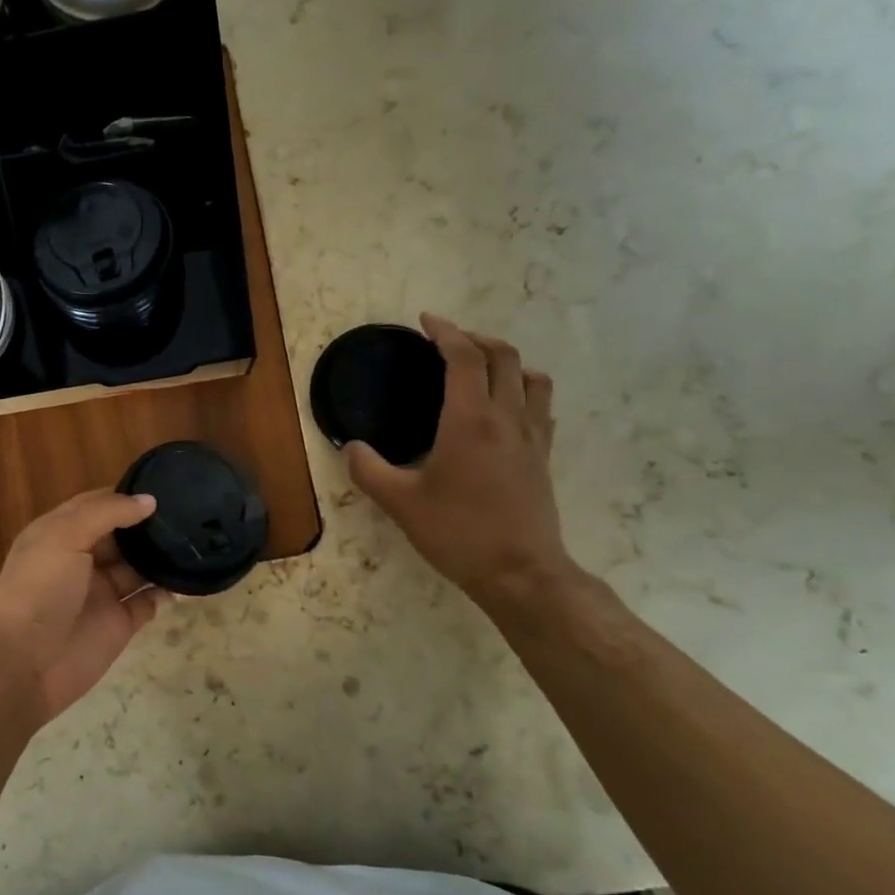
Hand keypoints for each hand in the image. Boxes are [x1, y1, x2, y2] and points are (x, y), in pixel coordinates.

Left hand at [0, 490, 168, 724]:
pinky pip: (149, 601)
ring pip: (139, 566)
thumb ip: (107, 513)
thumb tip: (149, 501)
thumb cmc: (39, 590)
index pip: (97, 504)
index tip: (164, 486)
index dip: (126, 495)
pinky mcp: (120, 623)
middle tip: (191, 512)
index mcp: (60, 533)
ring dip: (162, 556)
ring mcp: (102, 592)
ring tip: (196, 540)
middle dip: (150, 525)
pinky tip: (188, 579)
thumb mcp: (64, 536)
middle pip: (123, 535)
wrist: (22, 664)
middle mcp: (82, 559)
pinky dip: (167, 591)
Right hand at [345, 314, 574, 611]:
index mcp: (470, 421)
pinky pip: (541, 407)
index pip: (464, 358)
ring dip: (506, 361)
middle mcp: (506, 418)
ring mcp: (532, 437)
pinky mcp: (543, 457)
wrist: (520, 573)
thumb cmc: (457, 533)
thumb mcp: (400, 503)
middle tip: (448, 341)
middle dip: (475, 338)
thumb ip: (368, 470)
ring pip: (531, 378)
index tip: (427, 321)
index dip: (446, 332)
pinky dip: (523, 391)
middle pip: (503, 356)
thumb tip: (350, 447)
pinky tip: (506, 409)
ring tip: (481, 369)